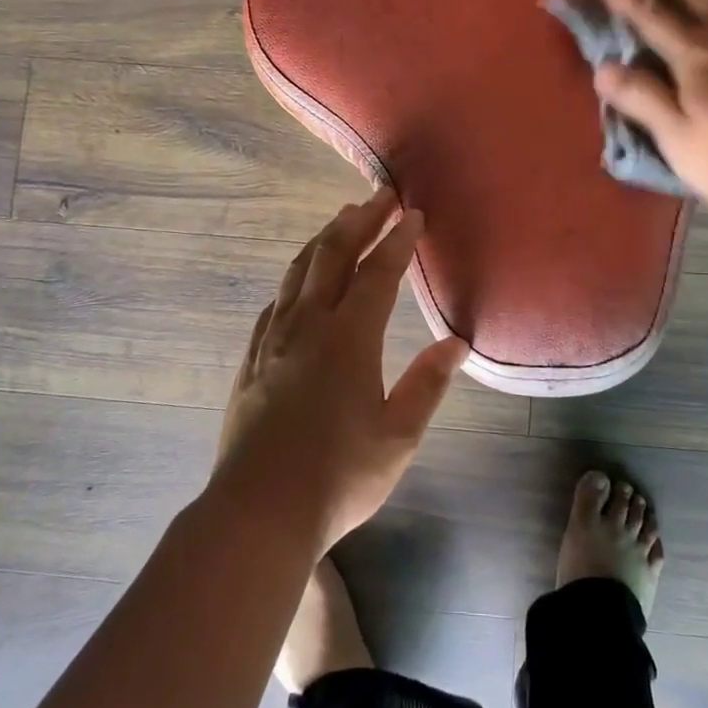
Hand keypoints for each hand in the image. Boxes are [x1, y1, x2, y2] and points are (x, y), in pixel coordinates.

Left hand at [212, 190, 468, 552]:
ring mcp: (274, 341)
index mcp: (349, 339)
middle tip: (380, 196)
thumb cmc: (339, 477)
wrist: (259, 511)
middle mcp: (308, 326)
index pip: (378, 273)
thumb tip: (455, 343)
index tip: (413, 213)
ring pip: (298, 272)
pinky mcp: (252, 361)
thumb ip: (427, 384)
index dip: (397, 240)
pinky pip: (274, 304)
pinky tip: (296, 283)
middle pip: (333, 256)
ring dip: (323, 240)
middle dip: (359, 221)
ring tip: (342, 221)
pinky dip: (292, 280)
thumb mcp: (398, 436)